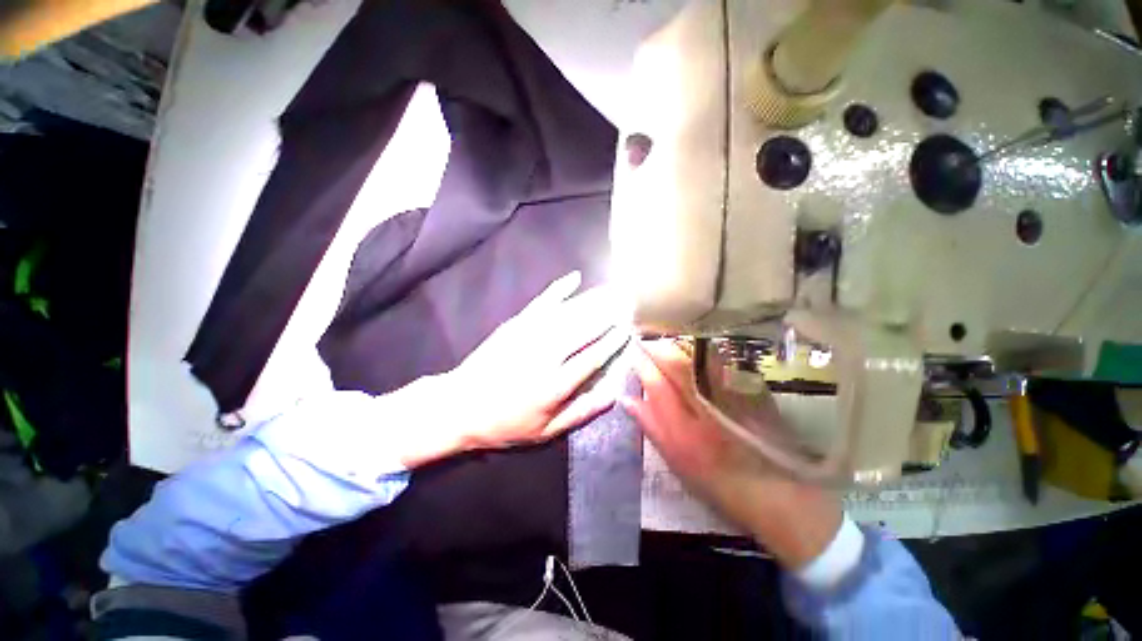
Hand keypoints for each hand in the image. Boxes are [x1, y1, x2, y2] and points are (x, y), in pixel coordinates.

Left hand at [400, 272, 628, 466]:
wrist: (460, 406)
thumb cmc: (506, 423)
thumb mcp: (545, 431)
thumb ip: (581, 412)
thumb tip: (612, 395)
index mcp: (553, 385)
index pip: (591, 358)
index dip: (612, 342)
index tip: (628, 328)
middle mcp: (544, 356)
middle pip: (583, 330)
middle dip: (608, 313)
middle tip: (628, 300)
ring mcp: (528, 336)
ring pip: (567, 313)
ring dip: (592, 300)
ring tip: (612, 290)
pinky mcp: (515, 324)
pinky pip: (542, 302)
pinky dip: (559, 289)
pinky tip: (575, 278)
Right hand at [623, 339, 841, 569]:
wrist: (776, 489)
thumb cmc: (716, 478)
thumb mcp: (675, 458)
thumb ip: (650, 425)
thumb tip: (627, 399)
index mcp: (683, 427)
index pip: (655, 383)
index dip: (642, 364)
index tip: (633, 352)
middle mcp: (705, 405)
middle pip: (676, 363)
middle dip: (658, 348)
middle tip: (647, 342)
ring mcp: (729, 393)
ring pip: (698, 357)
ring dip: (679, 345)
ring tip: (668, 343)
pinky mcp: (749, 387)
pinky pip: (720, 360)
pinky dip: (703, 351)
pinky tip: (696, 351)